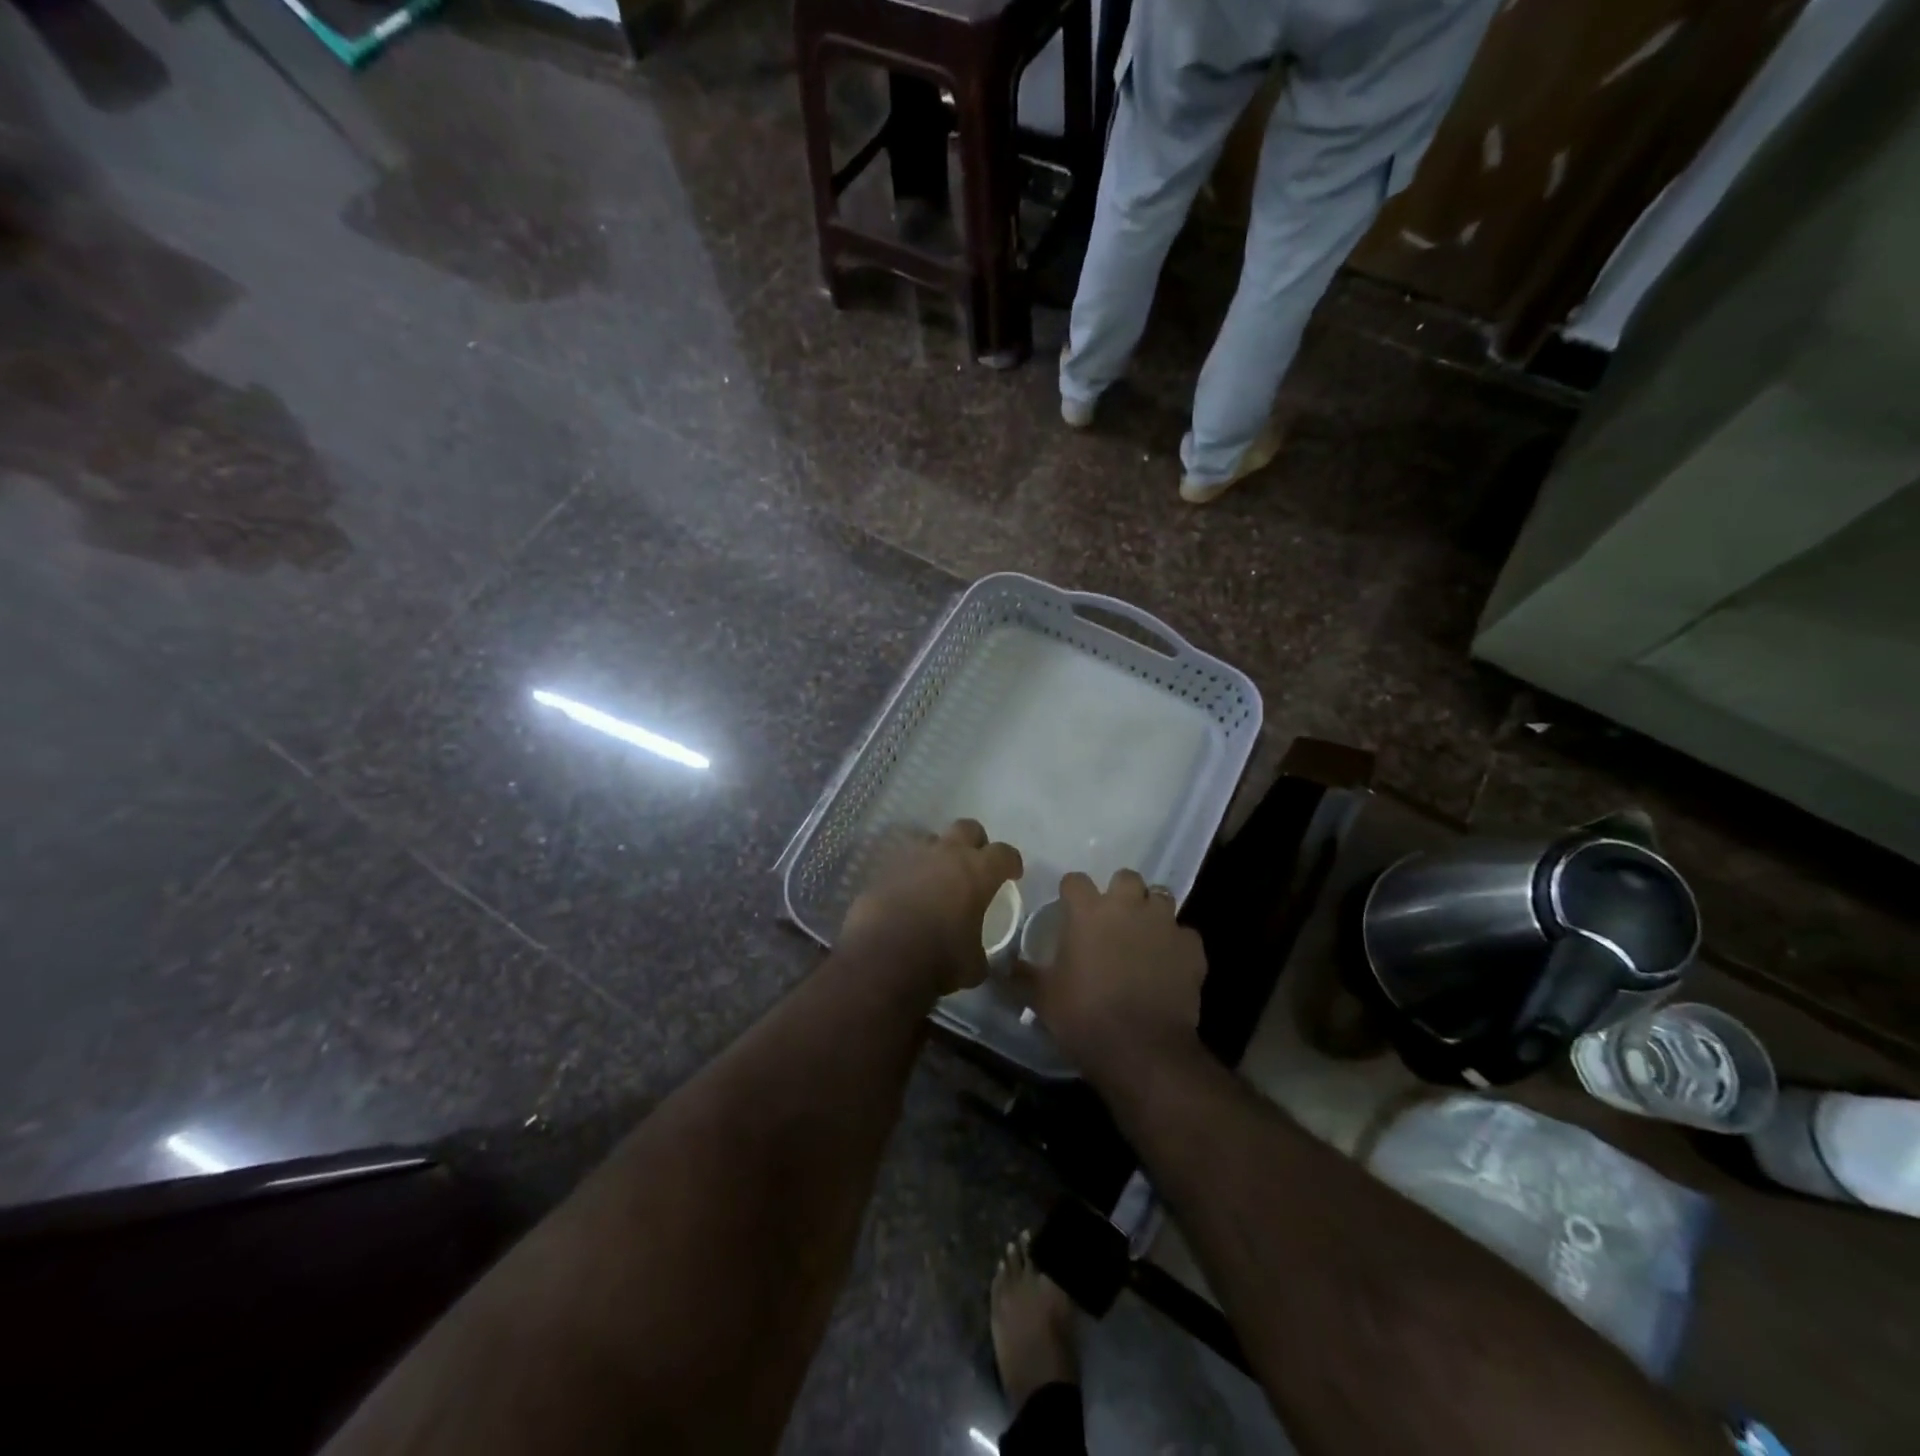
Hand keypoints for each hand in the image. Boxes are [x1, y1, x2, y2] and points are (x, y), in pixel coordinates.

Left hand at [840, 820, 1022, 996]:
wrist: (881, 958)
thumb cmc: (939, 959)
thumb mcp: (974, 966)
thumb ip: (980, 953)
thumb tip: (979, 958)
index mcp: (977, 871)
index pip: (1004, 853)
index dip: (1011, 862)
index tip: (1013, 874)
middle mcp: (946, 854)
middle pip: (968, 828)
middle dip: (976, 843)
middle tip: (976, 865)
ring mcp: (911, 857)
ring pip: (931, 839)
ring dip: (939, 852)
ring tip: (938, 876)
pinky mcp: (883, 869)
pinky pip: (903, 861)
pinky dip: (910, 871)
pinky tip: (909, 892)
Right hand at [1019, 869, 1205, 1081]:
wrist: (1142, 1051)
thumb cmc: (1084, 1017)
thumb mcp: (1042, 998)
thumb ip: (1022, 975)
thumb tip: (1002, 967)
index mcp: (1088, 912)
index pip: (1075, 880)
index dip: (1071, 893)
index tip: (1069, 909)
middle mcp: (1128, 907)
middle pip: (1126, 878)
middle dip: (1120, 893)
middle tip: (1112, 919)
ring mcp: (1164, 924)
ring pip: (1161, 898)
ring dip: (1151, 911)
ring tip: (1143, 935)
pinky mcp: (1192, 949)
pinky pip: (1185, 935)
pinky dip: (1177, 945)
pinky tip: (1169, 964)